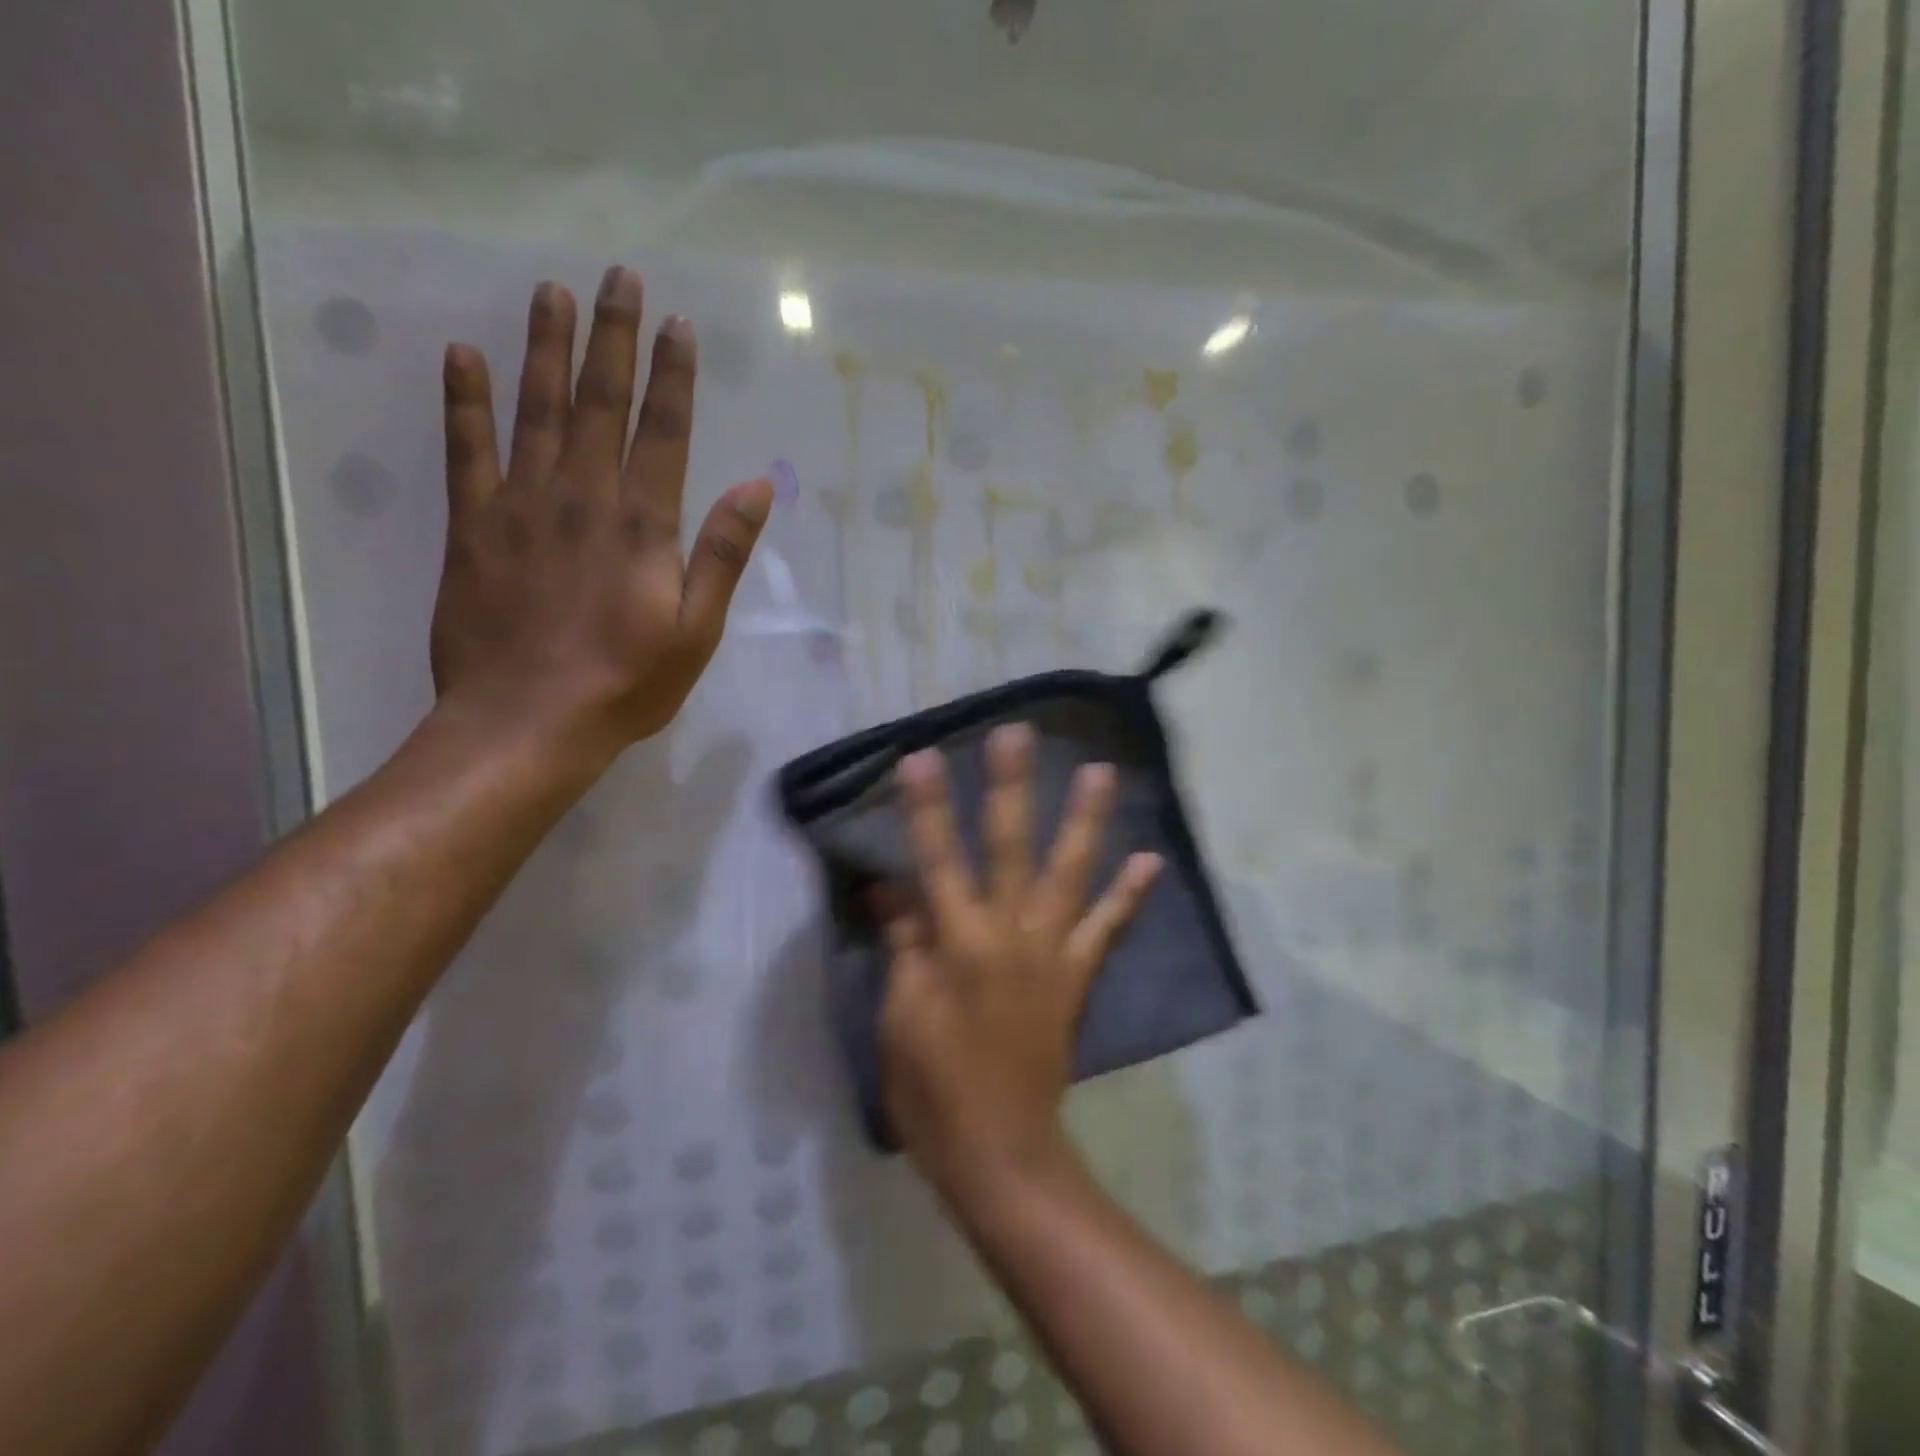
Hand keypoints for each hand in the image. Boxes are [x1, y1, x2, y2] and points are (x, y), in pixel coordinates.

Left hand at [429, 267, 772, 759]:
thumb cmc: (627, 683)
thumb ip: (722, 554)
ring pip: (536, 411)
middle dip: (613, 339)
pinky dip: (464, 402)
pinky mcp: (473, 527)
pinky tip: (464, 357)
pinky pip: (466, 451)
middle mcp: (583, 498)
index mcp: (642, 526)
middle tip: (619, 277)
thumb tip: (757, 487)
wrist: (527, 722)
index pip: (664, 432)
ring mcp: (522, 507)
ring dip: (546, 348)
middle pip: (600, 403)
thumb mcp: (697, 629)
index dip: (673, 376)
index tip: (678, 324)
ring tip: (550, 292)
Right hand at [880, 723, 1162, 1201]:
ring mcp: (1051, 952)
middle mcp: (1009, 933)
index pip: (935, 858)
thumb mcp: (900, 1015)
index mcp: (957, 942)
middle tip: (1018, 734)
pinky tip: (1148, 859)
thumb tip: (890, 888)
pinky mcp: (1077, 976)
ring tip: (1101, 772)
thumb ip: (904, 943)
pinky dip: (1128, 895)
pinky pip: (1106, 929)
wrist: (999, 1150)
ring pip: (1069, 873)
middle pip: (1008, 846)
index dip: (927, 806)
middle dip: (1010, 786)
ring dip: (1085, 820)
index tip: (923, 756)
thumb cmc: (932, 1087)